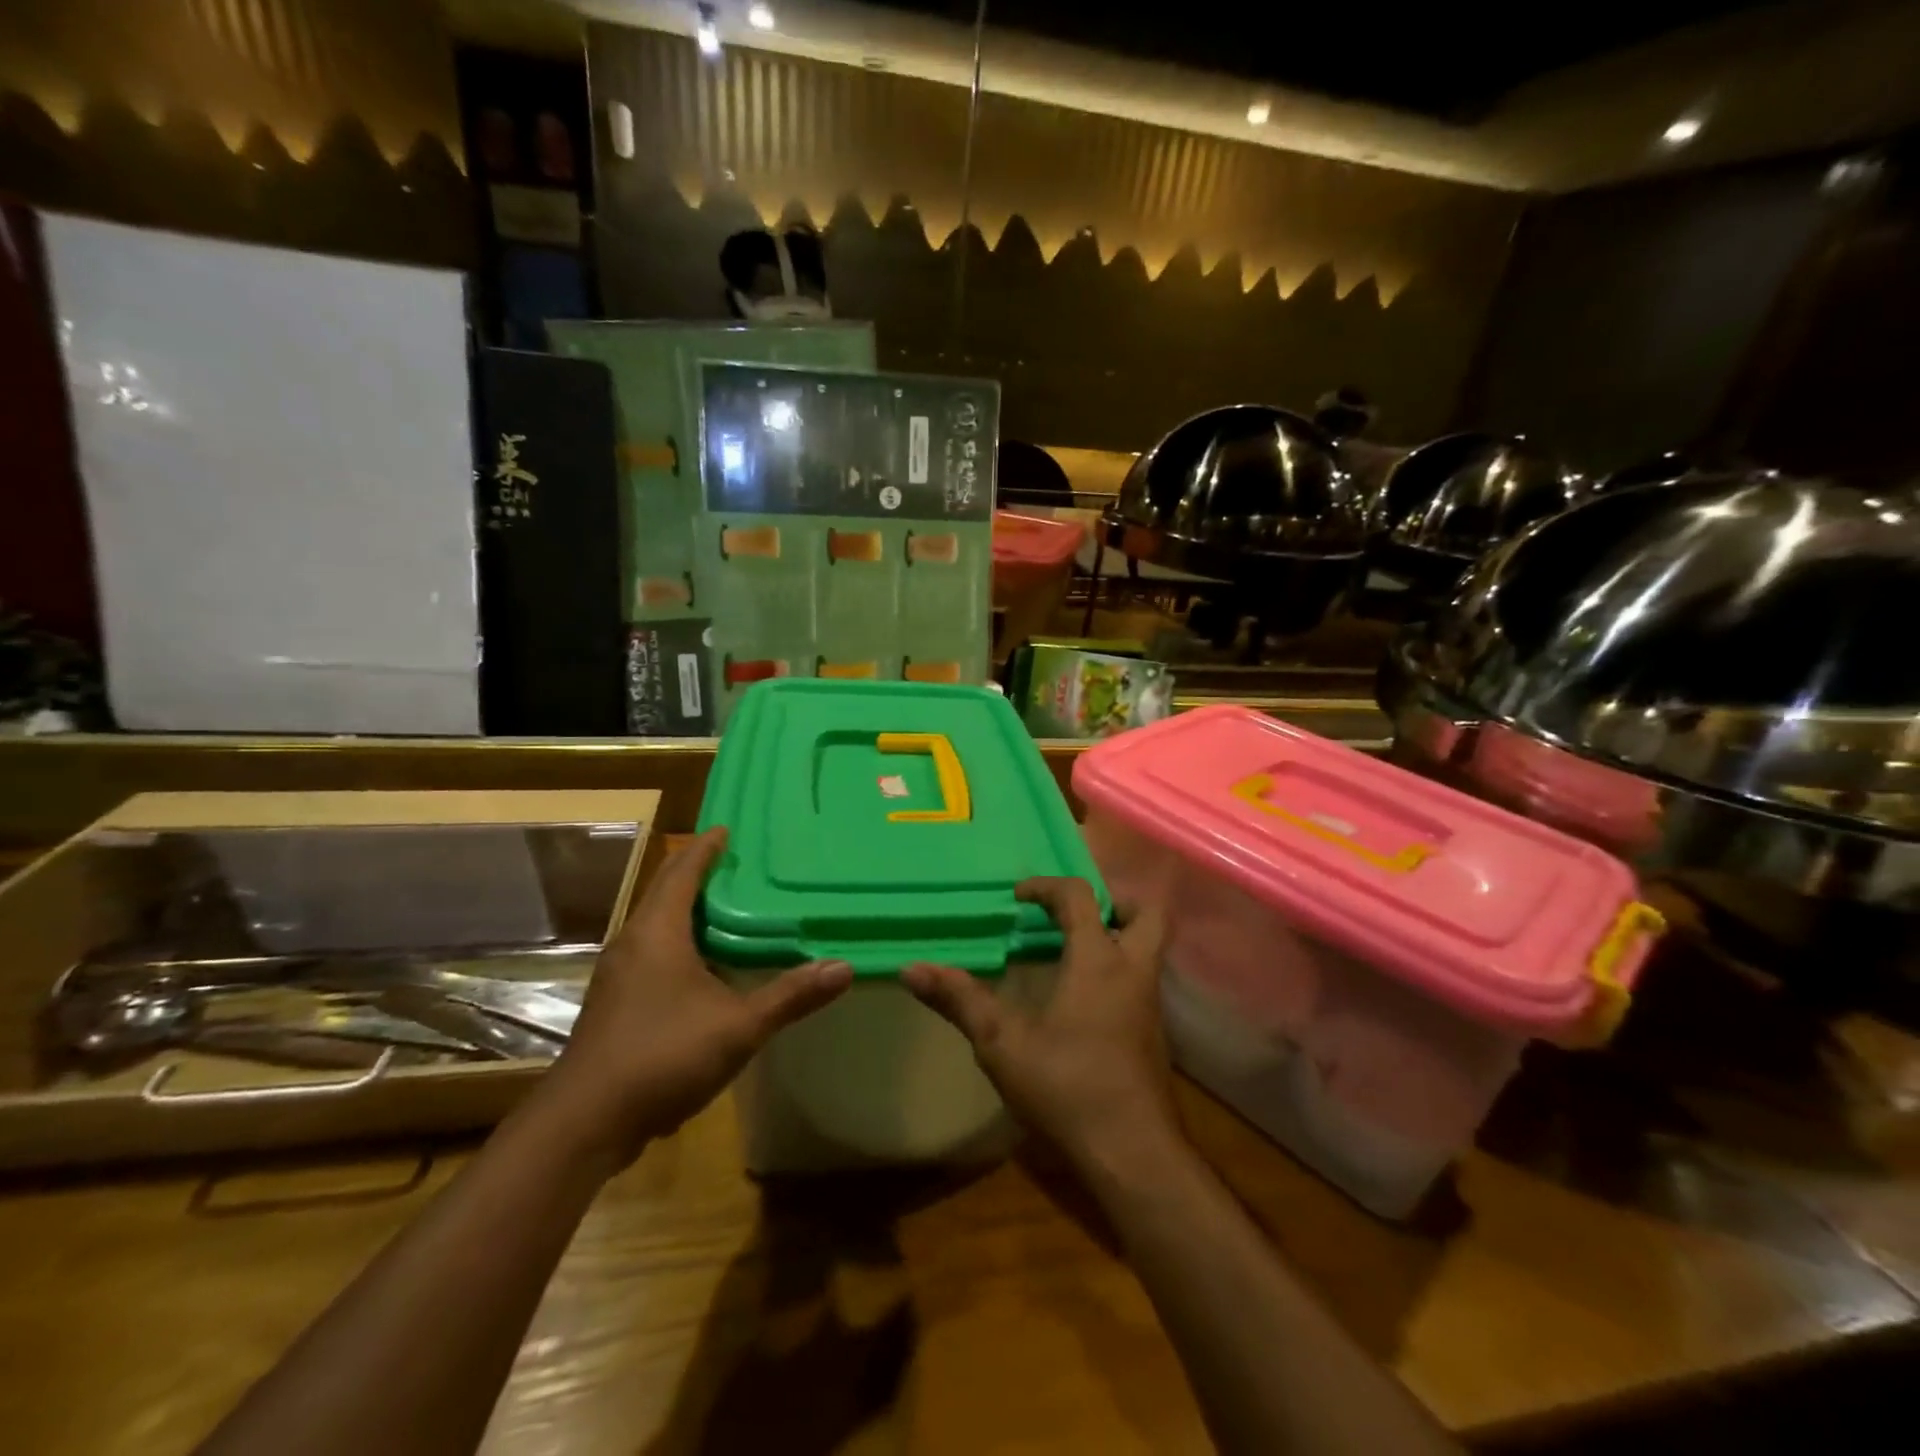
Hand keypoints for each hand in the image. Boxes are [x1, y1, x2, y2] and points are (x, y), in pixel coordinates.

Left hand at [538, 826, 851, 1170]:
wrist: (584, 1123)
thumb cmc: (662, 1056)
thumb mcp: (738, 1026)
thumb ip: (791, 995)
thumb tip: (844, 968)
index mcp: (657, 931)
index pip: (682, 871)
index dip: (706, 847)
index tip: (727, 828)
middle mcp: (633, 942)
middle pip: (666, 892)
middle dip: (698, 873)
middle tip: (739, 864)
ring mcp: (619, 975)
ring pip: (657, 925)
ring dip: (688, 910)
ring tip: (730, 908)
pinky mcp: (616, 1003)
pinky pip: (652, 953)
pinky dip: (680, 942)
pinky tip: (706, 965)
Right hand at [902, 877, 1176, 1171]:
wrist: (1133, 1154)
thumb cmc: (1067, 1088)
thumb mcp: (1002, 1043)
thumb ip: (960, 1000)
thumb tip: (911, 968)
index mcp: (1099, 961)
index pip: (1080, 897)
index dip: (1047, 886)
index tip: (1018, 896)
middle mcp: (1133, 972)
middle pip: (1148, 912)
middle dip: (1115, 899)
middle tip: (1074, 913)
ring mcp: (1149, 1004)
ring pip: (1149, 948)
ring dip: (1118, 935)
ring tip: (1071, 949)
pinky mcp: (1152, 1034)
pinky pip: (1141, 980)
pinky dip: (1117, 970)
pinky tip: (1081, 998)